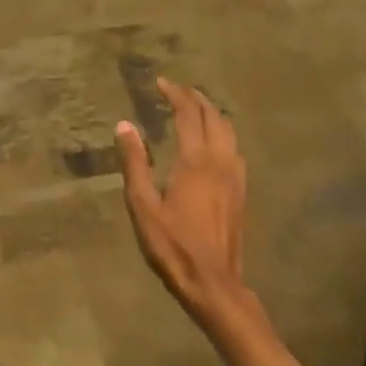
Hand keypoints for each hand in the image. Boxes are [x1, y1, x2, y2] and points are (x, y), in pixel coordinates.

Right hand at [115, 78, 249, 321]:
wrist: (213, 282)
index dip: (175, 94)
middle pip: (213, 116)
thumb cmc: (172, 245)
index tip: (160, 83)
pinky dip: (222, 132)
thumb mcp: (143, 205)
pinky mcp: (241, 191)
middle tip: (176, 90)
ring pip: (228, 130)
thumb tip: (124, 126)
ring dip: (211, 113)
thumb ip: (134, 162)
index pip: (188, 113)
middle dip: (195, 98)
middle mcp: (220, 160)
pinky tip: (212, 142)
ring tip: (194, 109)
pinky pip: (234, 148)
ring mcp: (235, 175)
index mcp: (196, 160)